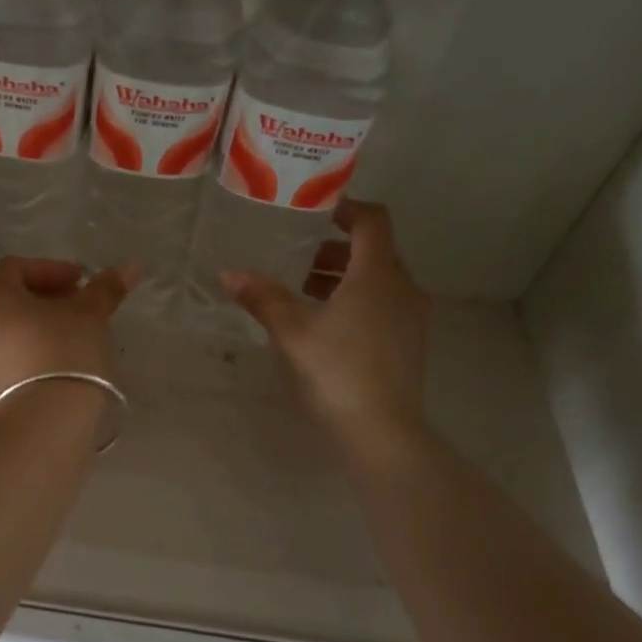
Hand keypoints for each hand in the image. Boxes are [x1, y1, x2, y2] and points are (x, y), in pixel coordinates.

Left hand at [0, 258, 136, 407]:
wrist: (46, 419)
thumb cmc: (65, 352)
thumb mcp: (90, 315)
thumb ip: (106, 288)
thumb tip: (131, 267)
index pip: (15, 268)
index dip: (51, 269)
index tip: (82, 282)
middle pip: (8, 300)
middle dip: (44, 298)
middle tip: (78, 307)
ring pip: (7, 331)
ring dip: (37, 326)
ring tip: (72, 336)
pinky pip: (8, 359)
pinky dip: (30, 352)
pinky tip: (58, 364)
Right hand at [221, 202, 431, 455]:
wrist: (382, 432)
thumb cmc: (336, 371)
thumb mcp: (292, 332)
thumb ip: (263, 298)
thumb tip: (229, 274)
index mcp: (378, 275)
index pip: (372, 221)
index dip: (345, 209)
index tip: (313, 212)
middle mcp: (403, 288)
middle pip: (374, 251)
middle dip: (334, 250)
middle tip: (295, 258)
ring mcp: (412, 317)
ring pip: (378, 280)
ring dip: (343, 278)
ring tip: (303, 294)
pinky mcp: (410, 343)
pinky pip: (384, 305)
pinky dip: (357, 301)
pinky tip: (325, 326)